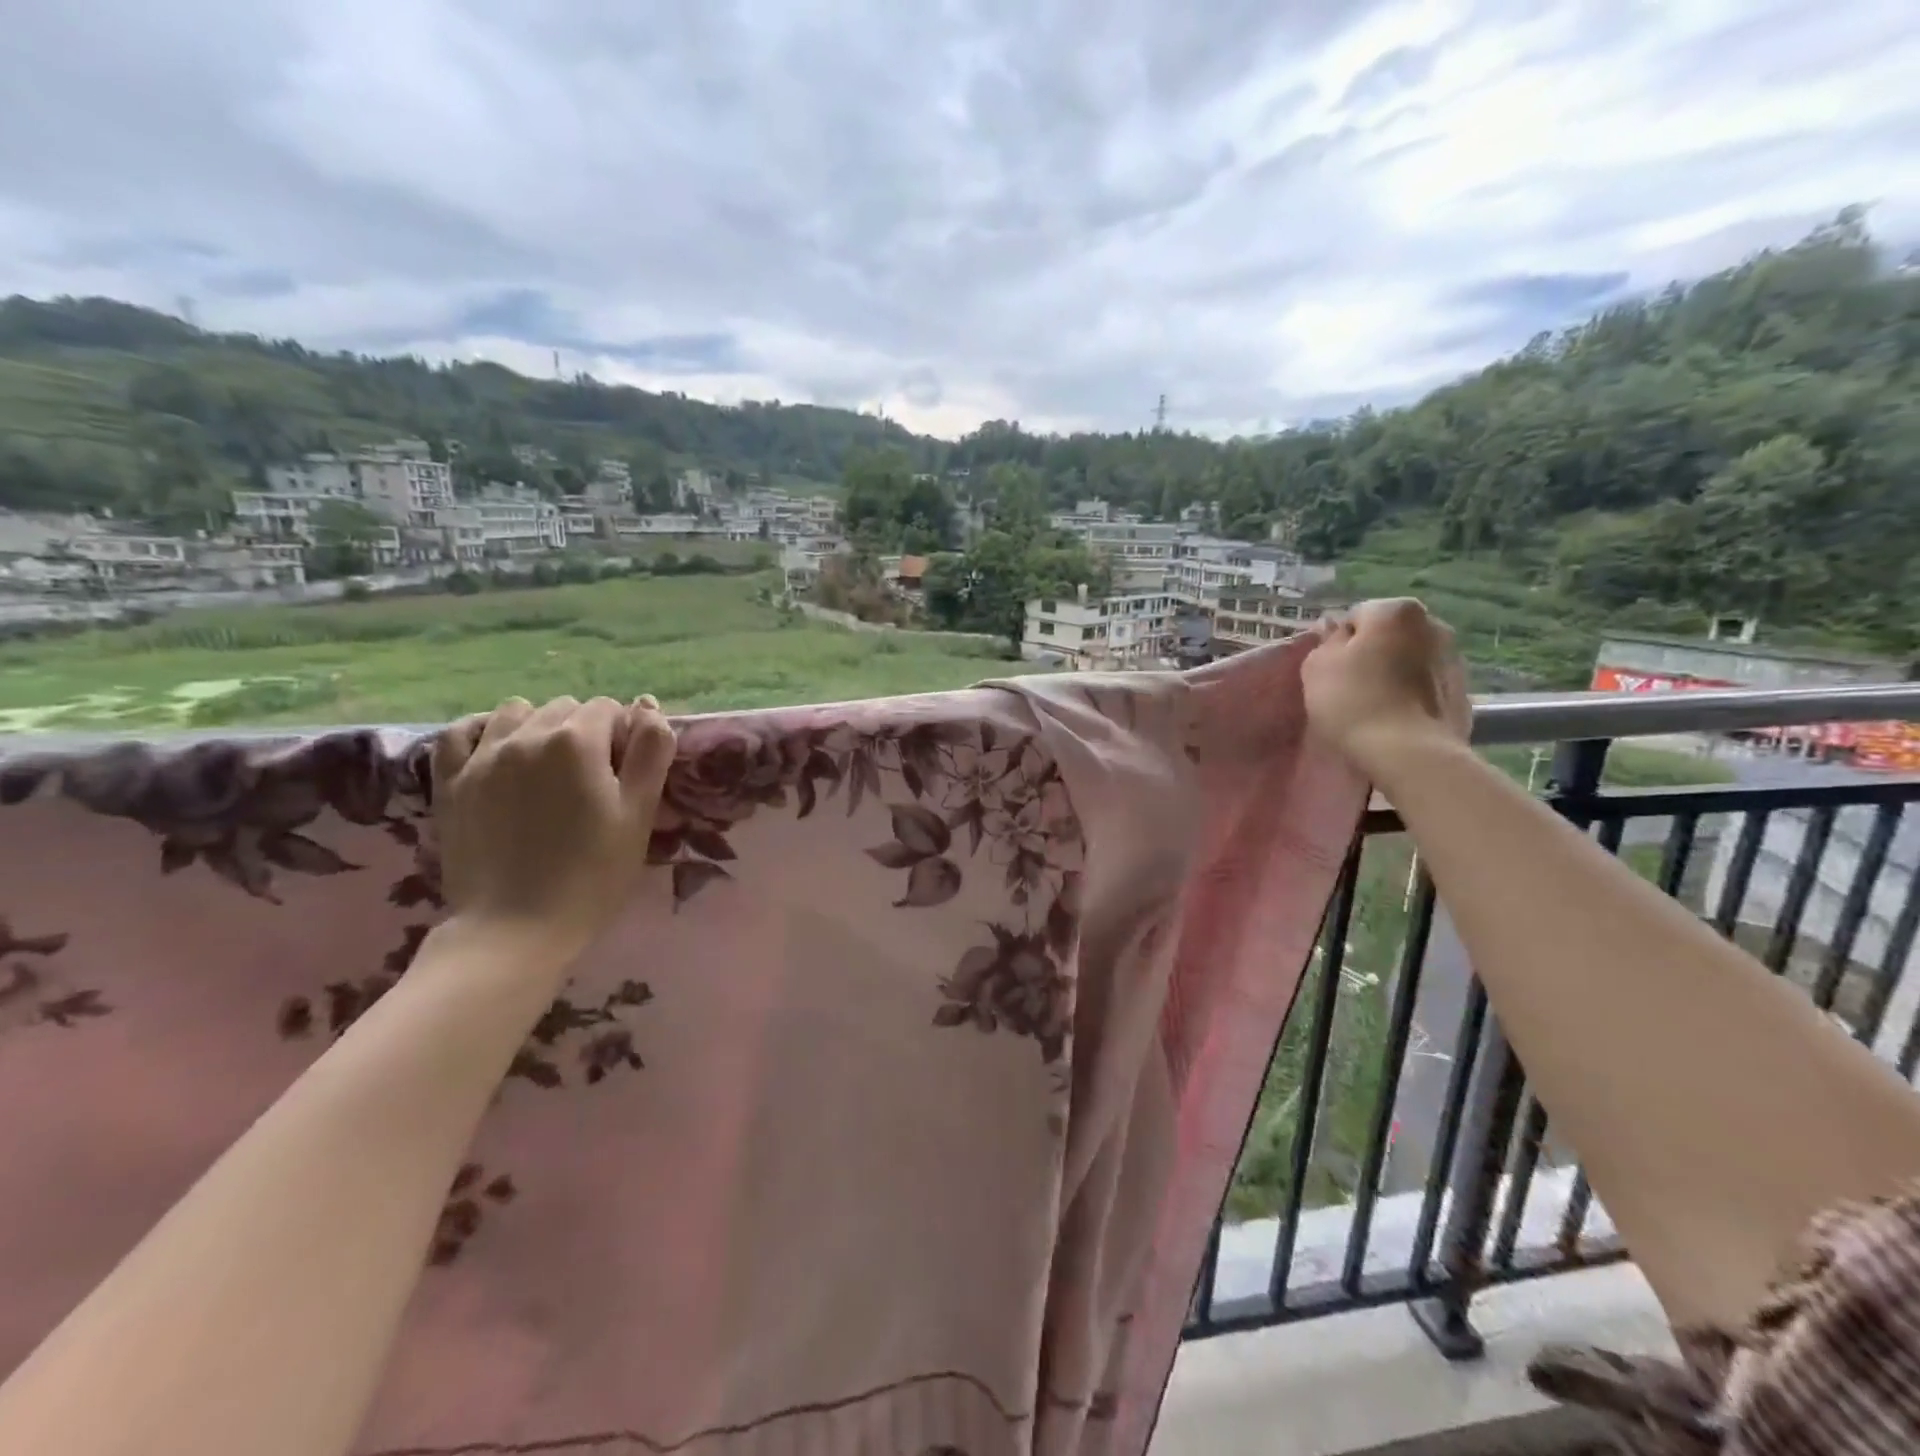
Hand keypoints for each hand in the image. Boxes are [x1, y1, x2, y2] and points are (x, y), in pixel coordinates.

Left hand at [431, 695, 675, 963]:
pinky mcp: (450, 782)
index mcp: (577, 741)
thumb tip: (648, 706)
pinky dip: (484, 732)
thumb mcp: (638, 814)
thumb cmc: (592, 874)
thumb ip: (651, 753)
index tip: (626, 774)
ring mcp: (482, 757)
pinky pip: (461, 732)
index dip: (624, 736)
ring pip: (516, 712)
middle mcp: (526, 735)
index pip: (609, 709)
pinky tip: (498, 753)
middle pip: (564, 708)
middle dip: (584, 730)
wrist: (515, 929)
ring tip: (547, 768)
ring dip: (537, 727)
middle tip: (592, 779)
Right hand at [1302, 599, 1470, 776]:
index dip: (1339, 643)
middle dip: (1372, 655)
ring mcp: (1454, 661)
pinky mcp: (1463, 695)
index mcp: (1397, 611)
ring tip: (1373, 708)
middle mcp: (1434, 626)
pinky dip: (1412, 698)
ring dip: (1394, 676)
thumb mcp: (1316, 667)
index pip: (1357, 617)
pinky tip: (1395, 721)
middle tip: (1349, 687)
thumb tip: (1337, 633)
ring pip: (1410, 662)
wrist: (1408, 753)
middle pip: (1389, 637)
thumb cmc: (1353, 701)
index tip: (1331, 670)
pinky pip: (1426, 689)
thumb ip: (1325, 642)